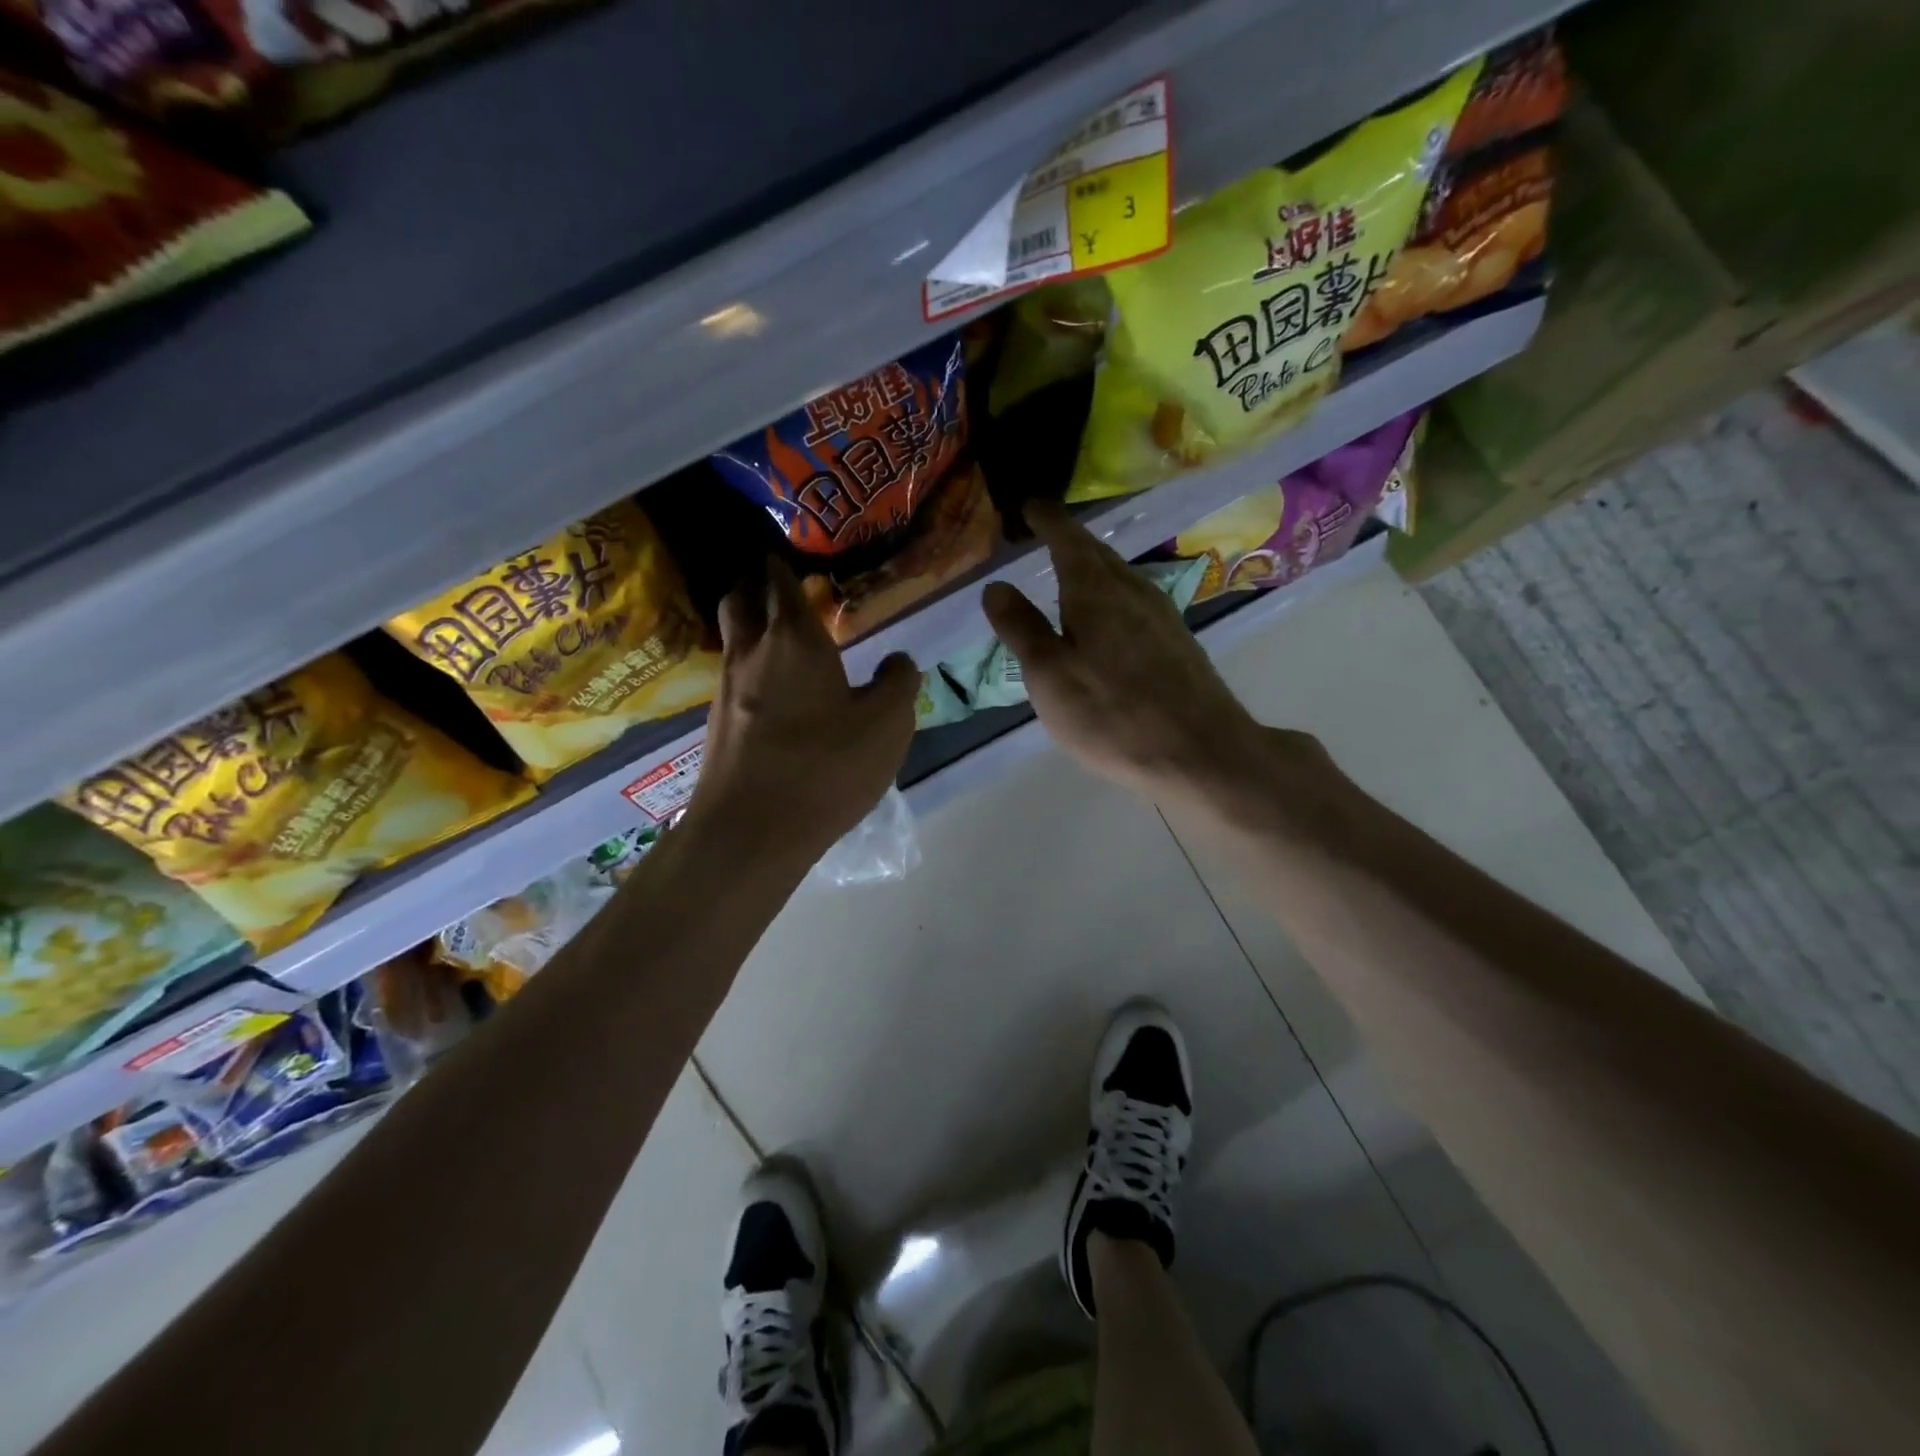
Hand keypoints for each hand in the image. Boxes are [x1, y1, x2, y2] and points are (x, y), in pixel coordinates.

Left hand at [688, 559, 917, 864]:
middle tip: (782, 588)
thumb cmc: (826, 767)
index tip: (795, 558)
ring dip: (749, 625)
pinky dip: (749, 667)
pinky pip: (731, 676)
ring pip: (731, 637)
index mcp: (795, 639)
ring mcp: (726, 688)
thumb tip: (897, 660)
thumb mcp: (888, 724)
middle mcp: (751, 652)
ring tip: (780, 636)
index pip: (782, 581)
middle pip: (741, 599)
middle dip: (757, 585)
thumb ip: (898, 682)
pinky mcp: (717, 724)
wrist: (751, 831)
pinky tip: (772, 692)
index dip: (786, 565)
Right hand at [982, 502, 1281, 802]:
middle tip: (1047, 533)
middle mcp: (1132, 590)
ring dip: (1094, 566)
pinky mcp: (1177, 642)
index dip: (1047, 520)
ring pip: (1120, 577)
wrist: (1199, 751)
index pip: (1067, 539)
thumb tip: (995, 585)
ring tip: (1072, 570)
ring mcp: (1161, 615)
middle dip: (1070, 539)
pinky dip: (1112, 594)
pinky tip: (1108, 616)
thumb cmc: (1111, 713)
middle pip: (1098, 553)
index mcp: (1095, 590)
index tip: (1032, 505)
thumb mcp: (1049, 674)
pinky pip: (1135, 601)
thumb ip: (1021, 627)